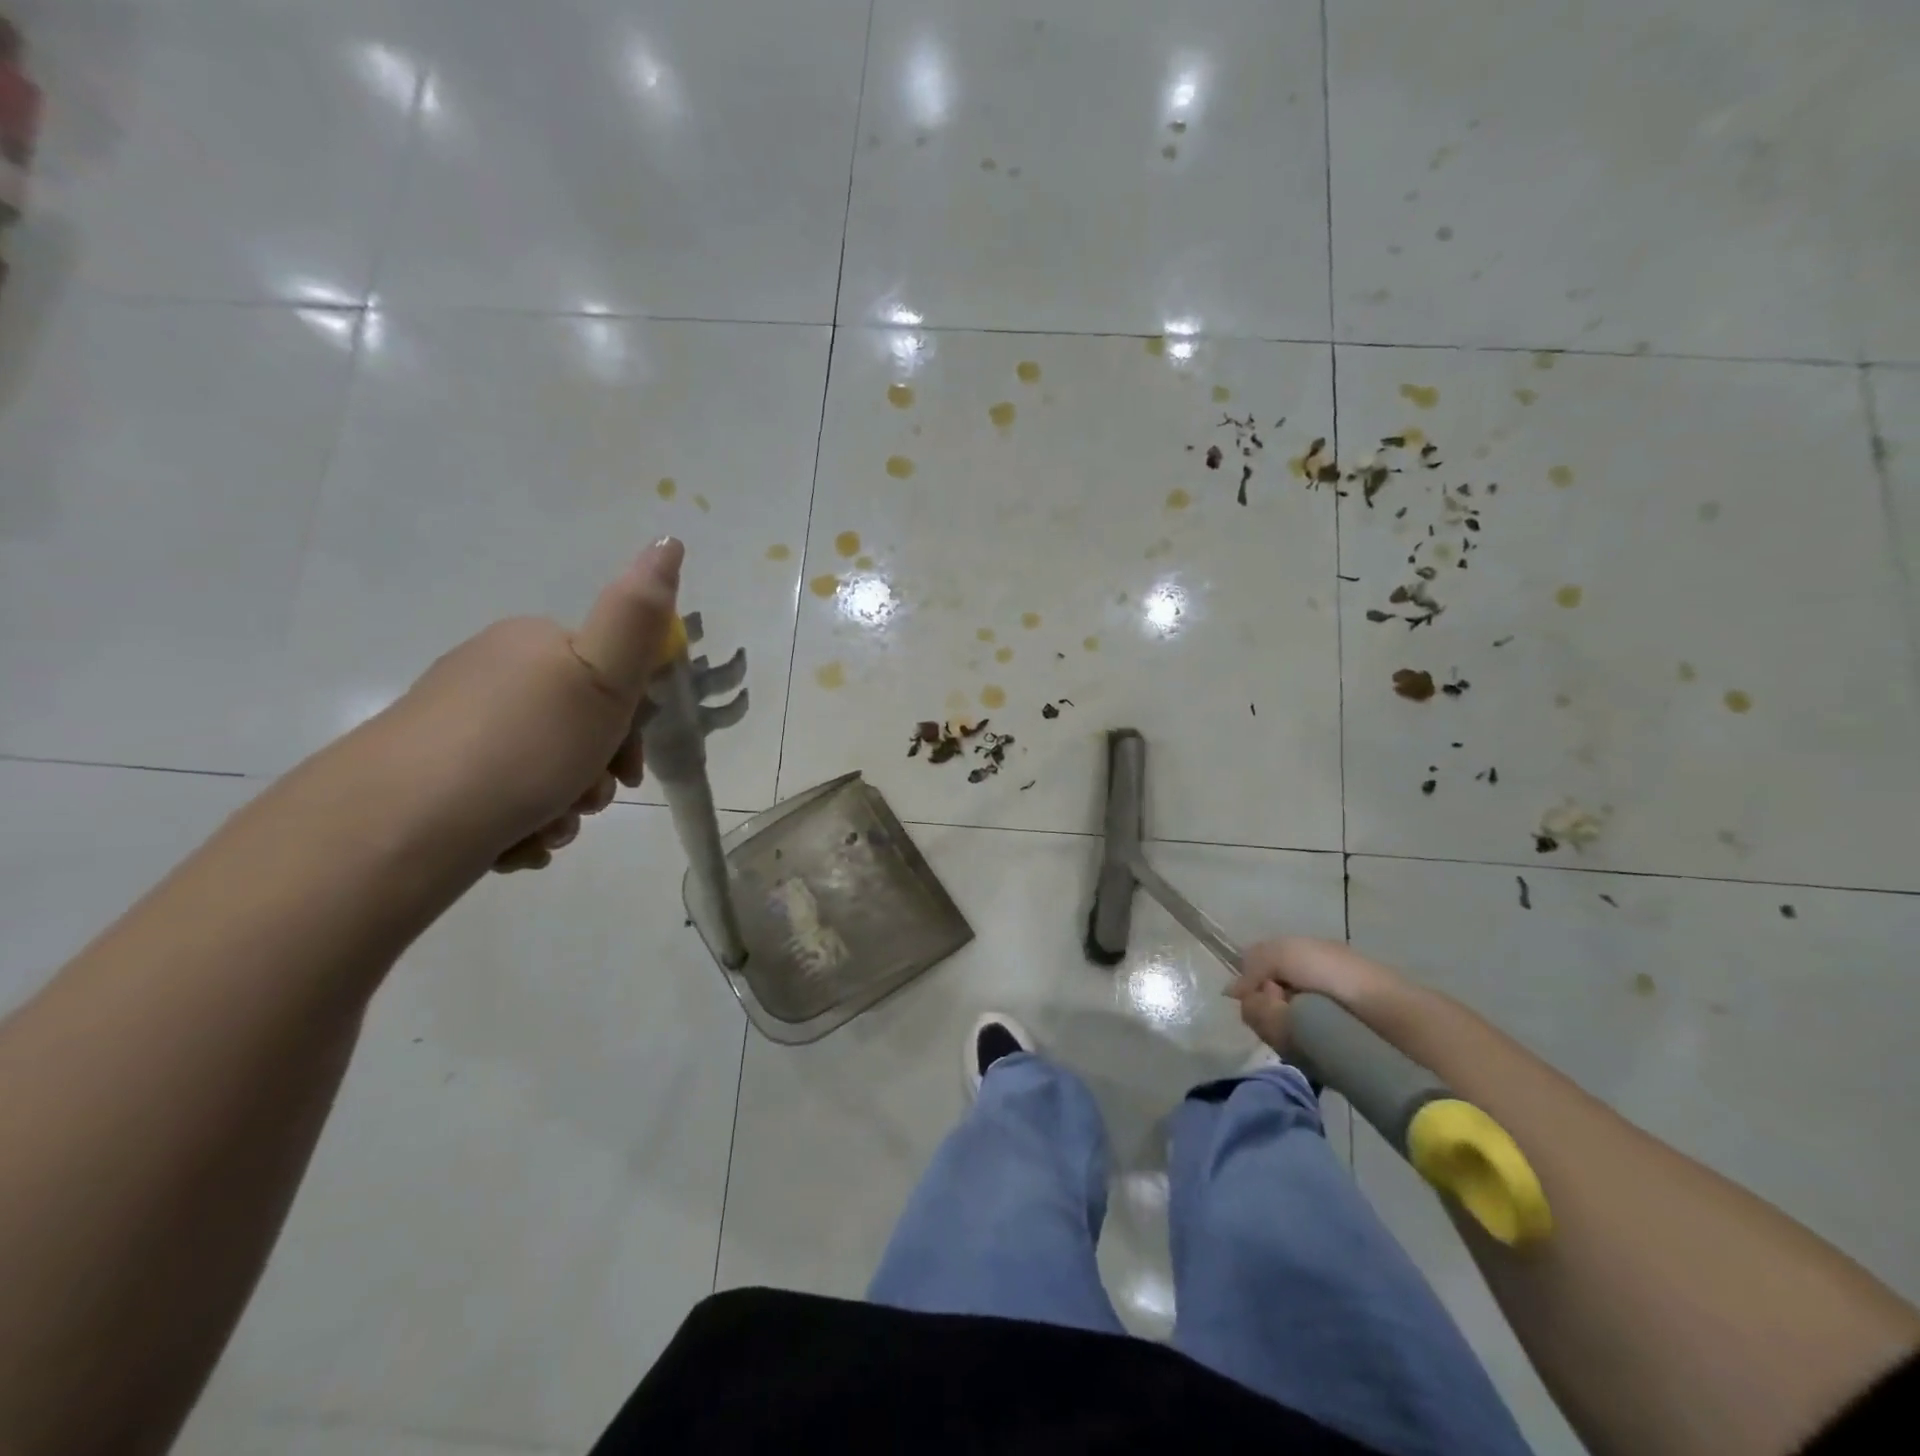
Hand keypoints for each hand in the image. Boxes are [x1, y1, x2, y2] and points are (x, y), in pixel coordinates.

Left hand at [379, 538, 683, 872]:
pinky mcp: (434, 776)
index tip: (628, 770)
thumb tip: (669, 539)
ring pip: (544, 769)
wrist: (403, 822)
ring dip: (564, 808)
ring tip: (549, 831)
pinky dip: (524, 825)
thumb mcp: (602, 676)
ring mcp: (459, 726)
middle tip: (587, 802)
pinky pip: (504, 797)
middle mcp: (494, 674)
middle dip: (596, 775)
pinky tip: (518, 845)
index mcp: (535, 645)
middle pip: (579, 728)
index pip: (611, 678)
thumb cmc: (523, 746)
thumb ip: (639, 613)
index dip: (632, 728)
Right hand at [1227, 937, 1401, 1050]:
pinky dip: (1287, 1042)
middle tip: (1281, 1003)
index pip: (1253, 977)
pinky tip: (1304, 1041)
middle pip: (1255, 1004)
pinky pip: (1283, 1047)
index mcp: (1296, 967)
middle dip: (1262, 1004)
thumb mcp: (1287, 951)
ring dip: (1273, 1022)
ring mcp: (1306, 1026)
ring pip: (1265, 1026)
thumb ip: (1253, 964)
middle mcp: (1298, 995)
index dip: (1251, 981)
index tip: (1263, 986)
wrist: (1385, 1017)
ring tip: (1298, 1023)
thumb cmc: (1336, 974)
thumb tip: (1232, 992)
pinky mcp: (1314, 1055)